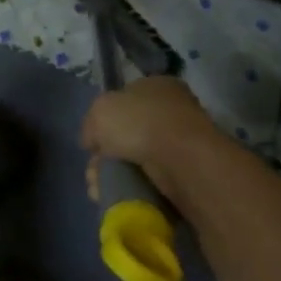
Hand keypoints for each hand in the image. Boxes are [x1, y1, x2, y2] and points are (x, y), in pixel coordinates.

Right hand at [80, 77, 226, 207]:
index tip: (93, 142)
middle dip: (107, 155)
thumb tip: (92, 141)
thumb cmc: (139, 123)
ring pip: (139, 160)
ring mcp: (183, 143)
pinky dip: (135, 189)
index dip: (105, 119)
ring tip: (101, 189)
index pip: (126, 99)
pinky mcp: (189, 174)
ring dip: (117, 174)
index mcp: (157, 85)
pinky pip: (153, 181)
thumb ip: (91, 124)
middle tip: (94, 171)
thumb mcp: (100, 112)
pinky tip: (119, 195)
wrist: (182, 161)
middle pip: (129, 133)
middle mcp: (173, 110)